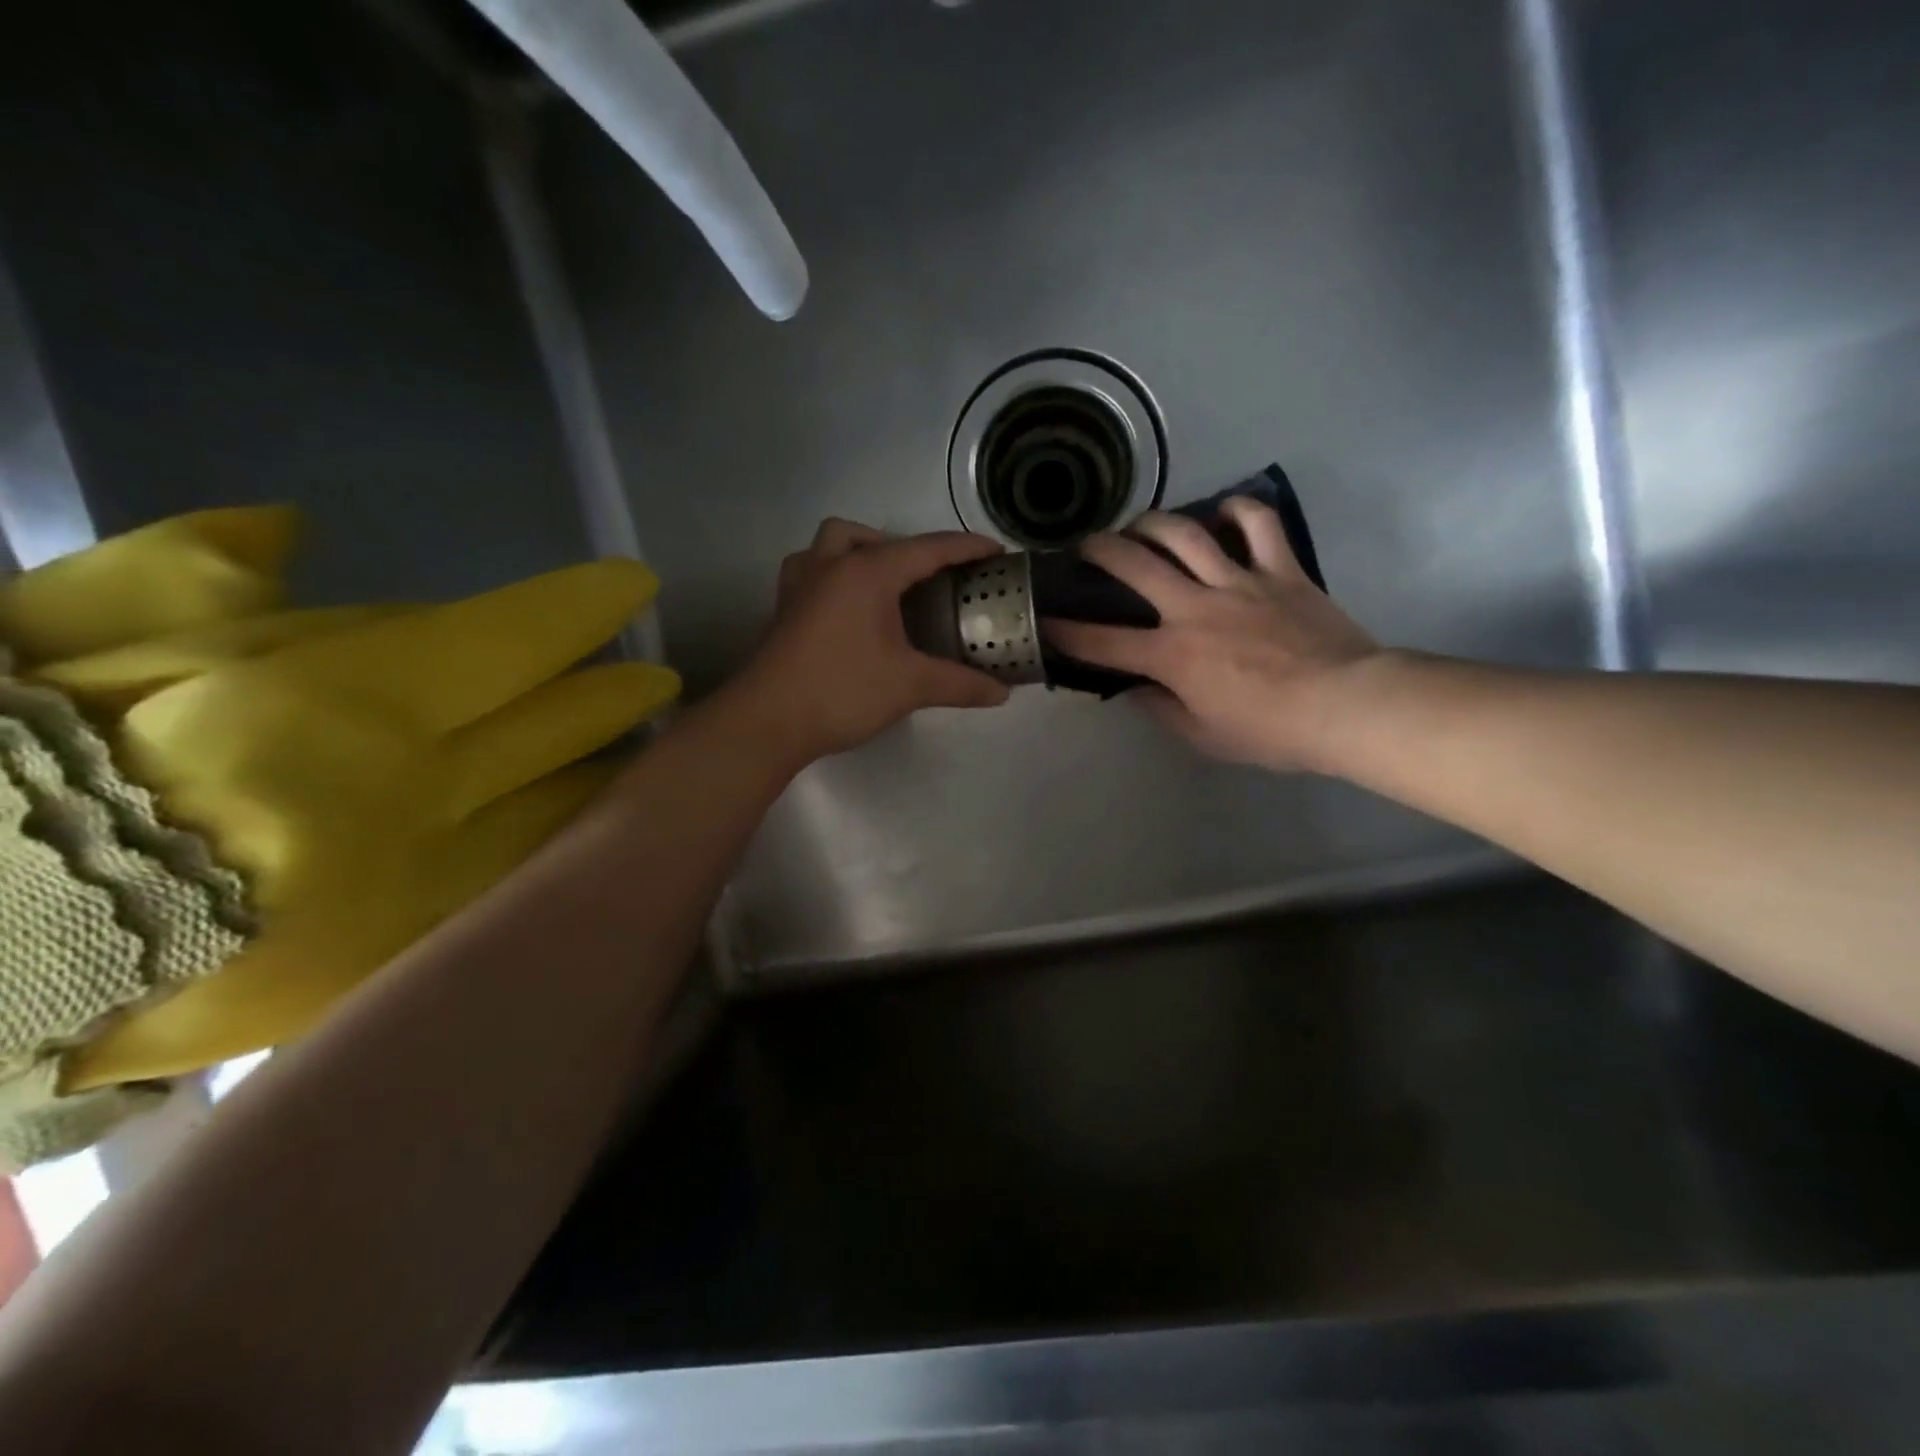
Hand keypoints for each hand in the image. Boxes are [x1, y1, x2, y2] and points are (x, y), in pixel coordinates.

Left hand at [729, 519, 1011, 765]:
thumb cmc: (842, 691)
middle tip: (932, 581)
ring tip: (886, 585)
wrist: (768, 721)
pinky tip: (848, 608)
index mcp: (867, 573)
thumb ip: (959, 684)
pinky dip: (835, 574)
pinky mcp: (784, 609)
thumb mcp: (910, 686)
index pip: (927, 549)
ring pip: (832, 544)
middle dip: (907, 549)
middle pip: (872, 537)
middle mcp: (830, 566)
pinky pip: (812, 570)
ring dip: (861, 551)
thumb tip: (1002, 692)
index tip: (996, 552)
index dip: (966, 548)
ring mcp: (800, 585)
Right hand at [1043, 501, 1378, 770]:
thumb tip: (1137, 691)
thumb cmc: (1270, 732)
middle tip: (1085, 546)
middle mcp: (1194, 608)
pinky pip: (1258, 525)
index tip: (1044, 621)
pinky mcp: (1281, 570)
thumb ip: (1162, 710)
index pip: (1102, 642)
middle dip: (1099, 551)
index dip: (1066, 632)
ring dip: (1152, 523)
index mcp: (1171, 655)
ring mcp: (1239, 582)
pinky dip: (1239, 509)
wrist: (1347, 706)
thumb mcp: (1204, 736)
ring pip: (1185, 534)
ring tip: (1138, 523)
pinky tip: (1223, 510)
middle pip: (1134, 566)